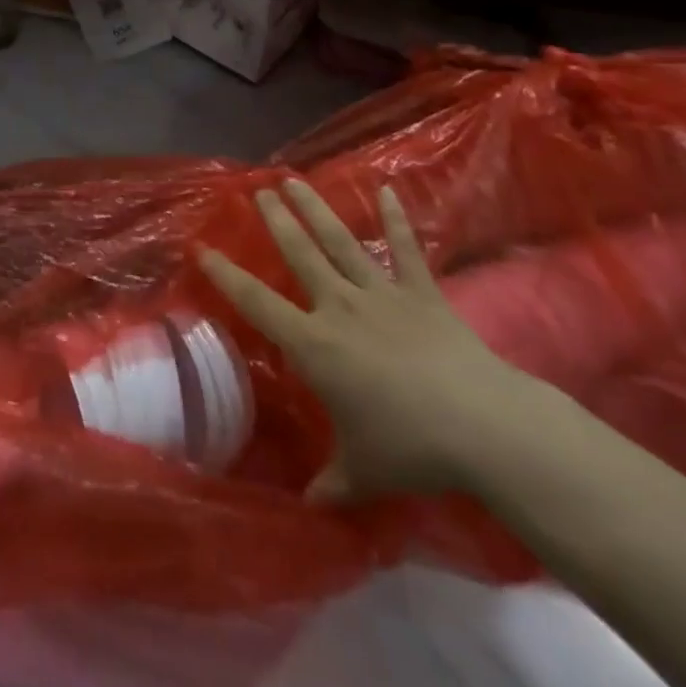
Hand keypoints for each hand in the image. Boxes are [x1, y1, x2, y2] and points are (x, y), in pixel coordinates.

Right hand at [201, 179, 545, 500]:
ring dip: (315, 208)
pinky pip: (406, 249)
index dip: (227, 275)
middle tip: (258, 190)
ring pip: (340, 241)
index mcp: (315, 344)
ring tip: (294, 180)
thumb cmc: (410, 447)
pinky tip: (387, 189)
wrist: (482, 426)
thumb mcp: (362, 473)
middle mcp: (340, 306)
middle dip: (276, 220)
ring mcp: (382, 294)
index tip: (203, 248)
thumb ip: (330, 484)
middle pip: (300, 253)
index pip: (258, 302)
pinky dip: (397, 219)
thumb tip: (306, 506)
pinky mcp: (422, 293)